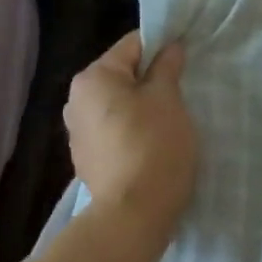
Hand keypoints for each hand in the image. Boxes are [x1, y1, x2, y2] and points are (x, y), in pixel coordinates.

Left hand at [64, 31, 197, 245]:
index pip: (133, 45)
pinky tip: (152, 146)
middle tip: (181, 93)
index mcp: (93, 78)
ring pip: (118, 104)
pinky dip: (132, 131)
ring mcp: (78, 133)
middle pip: (122, 75)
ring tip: (169, 122)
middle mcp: (76, 100)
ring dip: (142, 107)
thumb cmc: (153, 145)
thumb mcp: (168, 98)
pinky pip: (113, 131)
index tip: (185, 63)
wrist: (133, 215)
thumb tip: (170, 47)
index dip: (162, 48)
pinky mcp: (87, 160)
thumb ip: (167, 67)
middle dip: (151, 80)